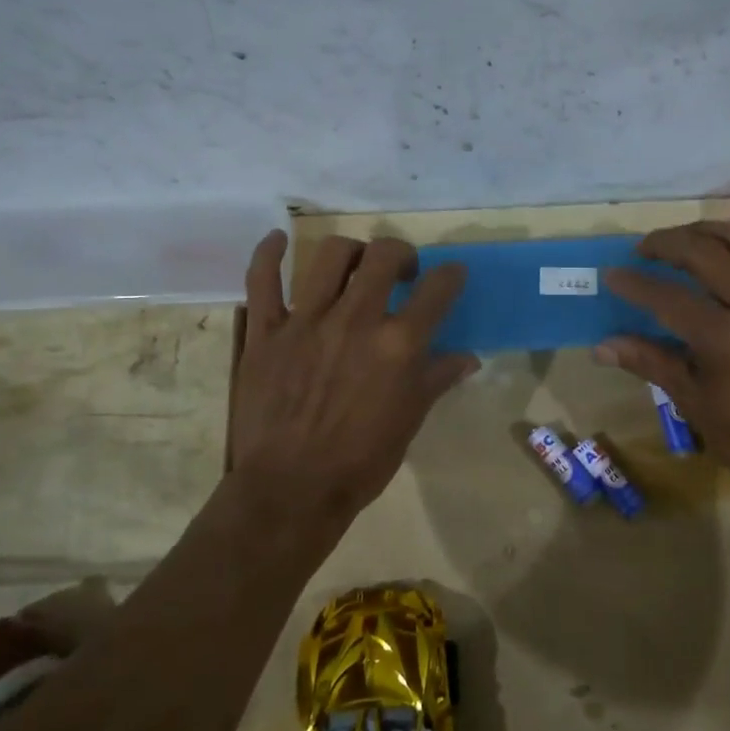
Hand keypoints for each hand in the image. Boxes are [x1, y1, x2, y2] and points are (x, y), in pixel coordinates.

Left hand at [230, 231, 477, 523]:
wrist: (291, 491)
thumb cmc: (360, 462)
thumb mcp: (410, 420)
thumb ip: (437, 379)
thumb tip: (468, 357)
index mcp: (398, 345)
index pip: (437, 289)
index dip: (451, 275)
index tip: (452, 275)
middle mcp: (356, 320)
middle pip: (384, 255)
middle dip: (401, 253)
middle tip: (400, 271)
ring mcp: (306, 322)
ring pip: (330, 256)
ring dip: (351, 251)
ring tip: (355, 265)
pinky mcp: (265, 332)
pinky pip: (262, 280)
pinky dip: (268, 254)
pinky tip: (279, 240)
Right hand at [597, 222, 729, 518]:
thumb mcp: (697, 407)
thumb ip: (652, 364)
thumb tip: (603, 347)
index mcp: (728, 340)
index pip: (669, 298)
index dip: (635, 284)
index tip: (611, 275)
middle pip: (705, 251)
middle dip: (666, 242)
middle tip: (641, 251)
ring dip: (704, 231)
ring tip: (678, 242)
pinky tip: (715, 260)